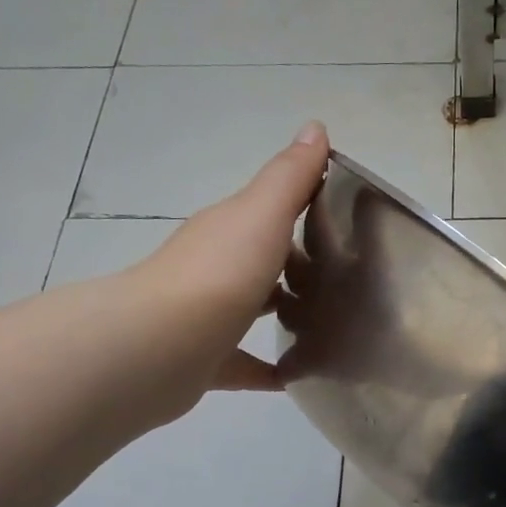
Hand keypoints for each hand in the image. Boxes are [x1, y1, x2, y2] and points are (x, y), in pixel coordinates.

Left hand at [135, 122, 329, 396]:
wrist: (161, 346)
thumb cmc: (221, 273)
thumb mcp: (263, 214)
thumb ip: (290, 177)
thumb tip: (315, 127)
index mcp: (227, 230)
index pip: (266, 212)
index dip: (301, 209)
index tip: (342, 222)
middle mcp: (213, 269)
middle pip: (259, 261)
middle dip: (295, 267)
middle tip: (344, 282)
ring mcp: (205, 317)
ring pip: (249, 310)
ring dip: (280, 314)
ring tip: (327, 328)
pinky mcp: (205, 363)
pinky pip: (243, 365)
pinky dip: (268, 371)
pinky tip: (297, 379)